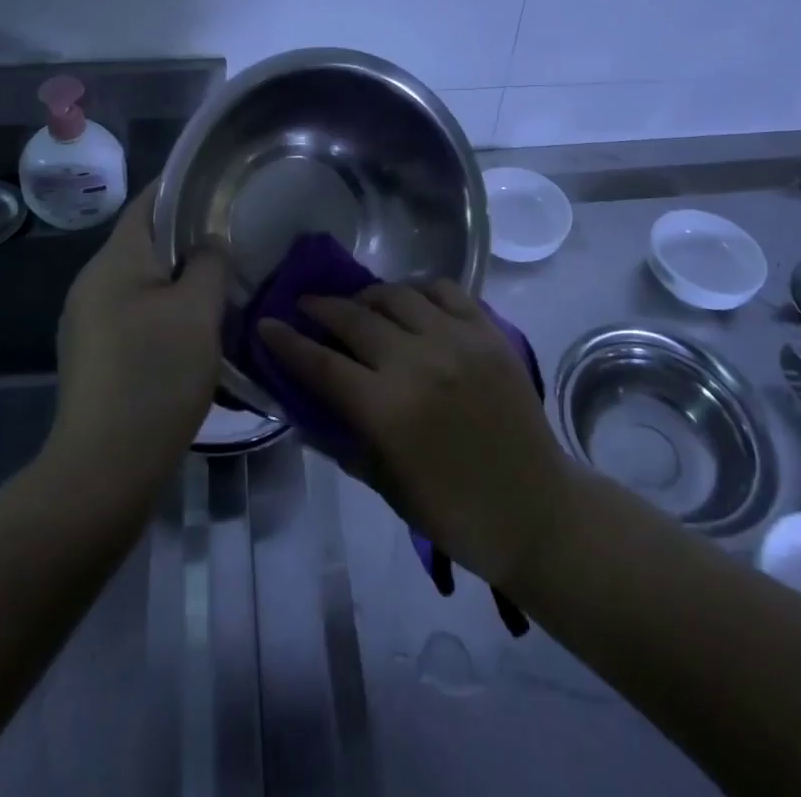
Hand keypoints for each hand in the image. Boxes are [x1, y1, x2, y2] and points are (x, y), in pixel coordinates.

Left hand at [50, 188, 230, 492]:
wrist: (104, 469)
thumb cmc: (155, 376)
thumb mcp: (197, 311)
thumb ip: (208, 263)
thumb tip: (209, 243)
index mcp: (114, 261)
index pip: (148, 203)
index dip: (183, 188)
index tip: (221, 186)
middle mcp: (93, 283)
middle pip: (144, 242)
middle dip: (187, 237)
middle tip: (234, 239)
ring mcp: (88, 321)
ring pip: (142, 280)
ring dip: (179, 278)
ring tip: (223, 284)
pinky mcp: (95, 354)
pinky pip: (135, 312)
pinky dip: (165, 308)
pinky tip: (195, 329)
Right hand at [257, 280, 575, 588]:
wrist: (535, 509)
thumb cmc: (453, 510)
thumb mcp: (383, 484)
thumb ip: (343, 436)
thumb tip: (307, 402)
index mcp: (387, 410)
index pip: (321, 364)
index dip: (287, 342)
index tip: (266, 324)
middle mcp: (418, 362)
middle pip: (354, 319)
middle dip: (320, 308)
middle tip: (305, 306)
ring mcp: (457, 340)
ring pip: (397, 295)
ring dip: (367, 296)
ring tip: (357, 306)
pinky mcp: (488, 331)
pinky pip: (445, 290)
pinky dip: (418, 290)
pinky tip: (410, 302)